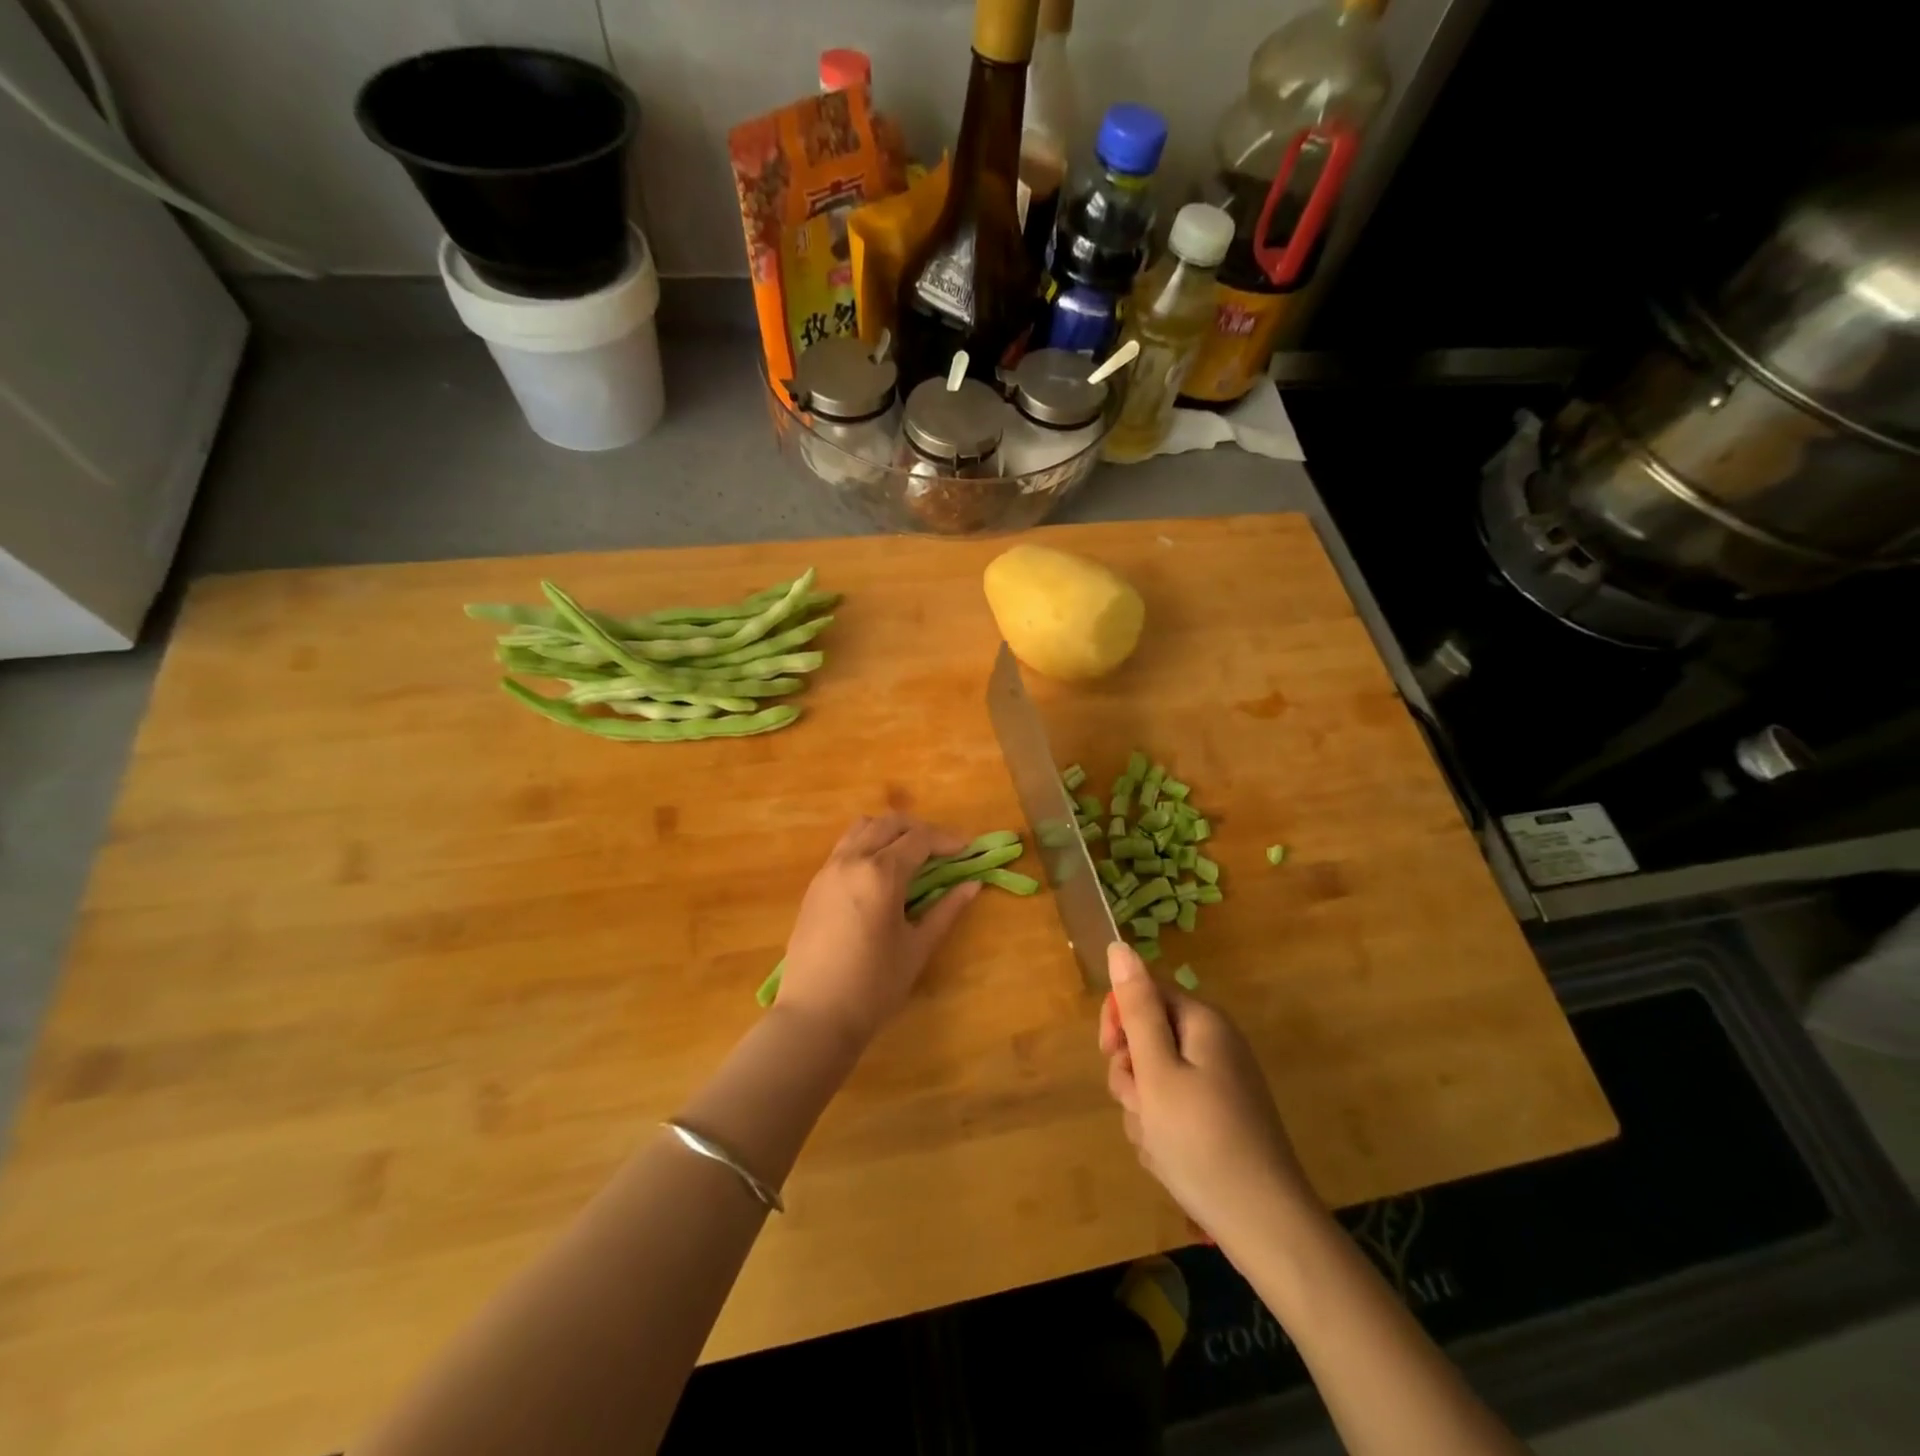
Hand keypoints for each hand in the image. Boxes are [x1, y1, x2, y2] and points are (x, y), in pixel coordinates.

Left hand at [778, 814, 980, 1049]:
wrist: (815, 1015)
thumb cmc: (874, 986)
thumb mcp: (917, 947)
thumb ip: (946, 910)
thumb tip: (973, 884)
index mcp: (880, 873)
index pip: (920, 839)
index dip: (948, 840)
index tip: (969, 849)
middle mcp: (852, 860)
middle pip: (890, 823)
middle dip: (921, 829)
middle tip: (944, 850)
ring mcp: (828, 870)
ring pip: (862, 828)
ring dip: (891, 831)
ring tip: (911, 855)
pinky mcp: (815, 885)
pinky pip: (845, 847)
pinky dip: (868, 844)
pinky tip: (881, 873)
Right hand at [1099, 942, 1316, 1247]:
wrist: (1265, 1226)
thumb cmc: (1202, 1140)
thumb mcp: (1157, 1070)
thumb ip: (1136, 1008)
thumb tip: (1120, 946)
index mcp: (1203, 1022)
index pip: (1144, 994)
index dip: (1119, 1022)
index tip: (1111, 1056)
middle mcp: (1214, 1044)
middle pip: (1148, 1038)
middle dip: (1132, 1074)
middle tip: (1141, 1107)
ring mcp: (1220, 1084)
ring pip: (1155, 1079)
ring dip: (1144, 1109)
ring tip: (1158, 1141)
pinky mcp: (1221, 1118)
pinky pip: (1174, 1110)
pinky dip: (1163, 1130)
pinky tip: (1170, 1159)